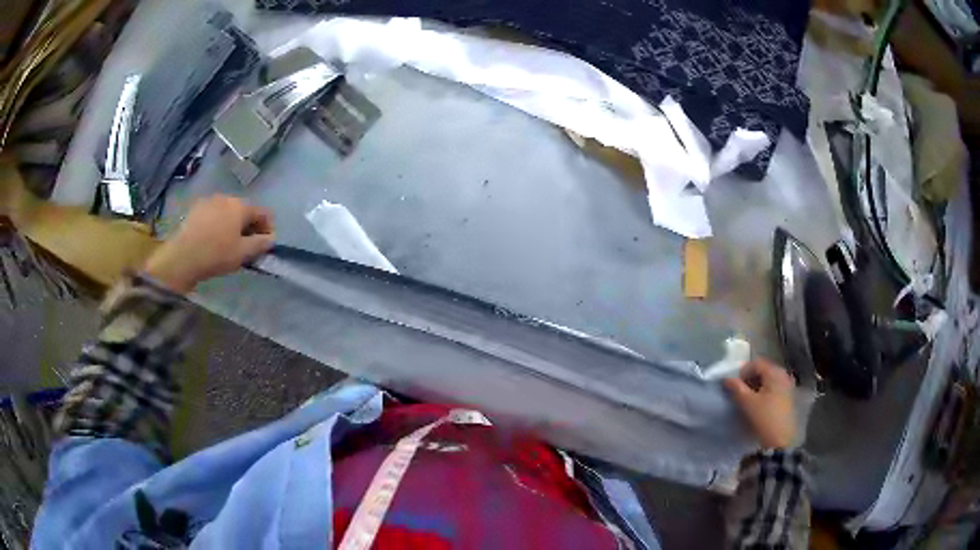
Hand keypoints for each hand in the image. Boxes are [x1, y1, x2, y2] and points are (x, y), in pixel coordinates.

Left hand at [143, 195, 274, 293]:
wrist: (182, 257)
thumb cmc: (216, 254)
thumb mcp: (242, 253)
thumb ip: (260, 244)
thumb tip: (271, 238)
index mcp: (241, 206)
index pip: (263, 213)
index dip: (268, 228)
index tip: (265, 245)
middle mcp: (226, 198)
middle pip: (244, 210)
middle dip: (249, 226)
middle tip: (246, 246)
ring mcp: (209, 201)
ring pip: (228, 211)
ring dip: (232, 224)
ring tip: (227, 243)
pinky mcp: (195, 209)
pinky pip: (213, 214)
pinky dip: (217, 223)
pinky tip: (212, 239)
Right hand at [723, 358, 795, 448]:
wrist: (780, 440)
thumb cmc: (764, 418)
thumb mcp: (747, 403)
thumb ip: (736, 388)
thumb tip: (726, 379)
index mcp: (774, 372)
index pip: (756, 363)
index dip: (743, 371)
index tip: (734, 385)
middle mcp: (783, 374)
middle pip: (763, 370)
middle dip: (749, 379)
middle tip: (739, 391)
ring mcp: (787, 385)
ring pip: (768, 379)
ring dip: (756, 386)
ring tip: (747, 399)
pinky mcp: (788, 397)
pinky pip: (773, 387)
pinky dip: (764, 391)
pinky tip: (758, 403)